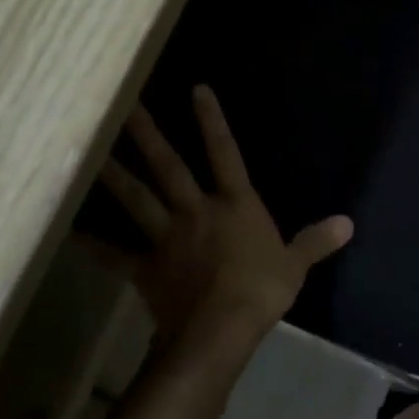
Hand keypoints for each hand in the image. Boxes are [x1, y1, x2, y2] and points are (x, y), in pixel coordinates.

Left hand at [99, 86, 352, 370]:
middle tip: (122, 106)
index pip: (225, 154)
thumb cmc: (261, 290)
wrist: (219, 329)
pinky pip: (115, 253)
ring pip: (137, 199)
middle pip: (169, 167)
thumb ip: (317, 240)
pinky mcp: (146, 267)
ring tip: (88, 152)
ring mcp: (167, 237)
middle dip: (148, 135)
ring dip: (113, 175)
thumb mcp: (296, 264)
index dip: (212, 121)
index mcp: (235, 205)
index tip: (196, 89)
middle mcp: (197, 211)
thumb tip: (348, 223)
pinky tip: (69, 233)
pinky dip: (93, 244)